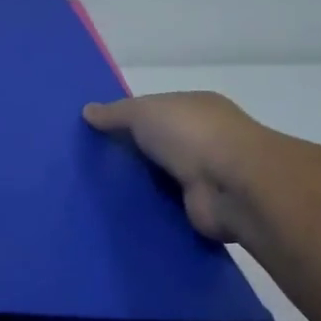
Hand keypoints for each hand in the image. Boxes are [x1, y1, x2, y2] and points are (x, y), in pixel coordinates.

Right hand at [82, 91, 263, 241]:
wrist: (233, 187)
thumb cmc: (191, 135)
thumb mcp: (144, 112)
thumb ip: (115, 113)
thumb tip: (87, 111)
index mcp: (195, 108)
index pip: (156, 110)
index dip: (127, 119)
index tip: (96, 131)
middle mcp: (204, 139)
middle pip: (157, 144)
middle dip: (129, 152)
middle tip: (88, 163)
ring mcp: (205, 174)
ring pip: (160, 176)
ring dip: (138, 183)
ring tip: (95, 190)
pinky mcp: (200, 207)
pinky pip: (165, 205)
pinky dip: (147, 208)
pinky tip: (118, 212)